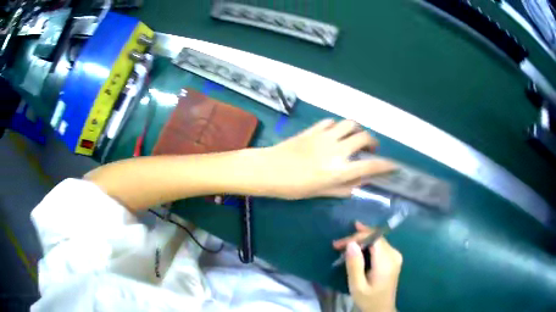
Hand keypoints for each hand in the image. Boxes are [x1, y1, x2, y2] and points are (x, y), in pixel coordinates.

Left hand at [262, 119, 395, 198]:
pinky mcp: (313, 129)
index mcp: (338, 170)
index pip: (370, 165)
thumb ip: (343, 187)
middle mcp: (336, 150)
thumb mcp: (320, 193)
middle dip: (373, 142)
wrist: (268, 170)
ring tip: (355, 138)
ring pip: (350, 124)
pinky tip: (335, 133)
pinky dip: (339, 126)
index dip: (386, 166)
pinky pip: (332, 122)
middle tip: (371, 150)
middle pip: (364, 137)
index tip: (393, 166)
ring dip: (357, 130)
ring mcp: (325, 136)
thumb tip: (360, 183)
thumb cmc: (293, 187)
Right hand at [333, 222, 401, 311]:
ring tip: (343, 246)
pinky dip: (366, 246)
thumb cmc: (368, 300)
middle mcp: (394, 255)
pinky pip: (379, 246)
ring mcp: (395, 256)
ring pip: (377, 240)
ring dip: (361, 241)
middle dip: (356, 238)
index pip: (373, 238)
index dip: (356, 237)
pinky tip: (356, 250)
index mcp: (386, 262)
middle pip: (375, 238)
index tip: (338, 245)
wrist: (382, 309)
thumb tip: (351, 244)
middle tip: (338, 245)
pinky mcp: (393, 258)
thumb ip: (354, 265)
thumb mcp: (357, 286)